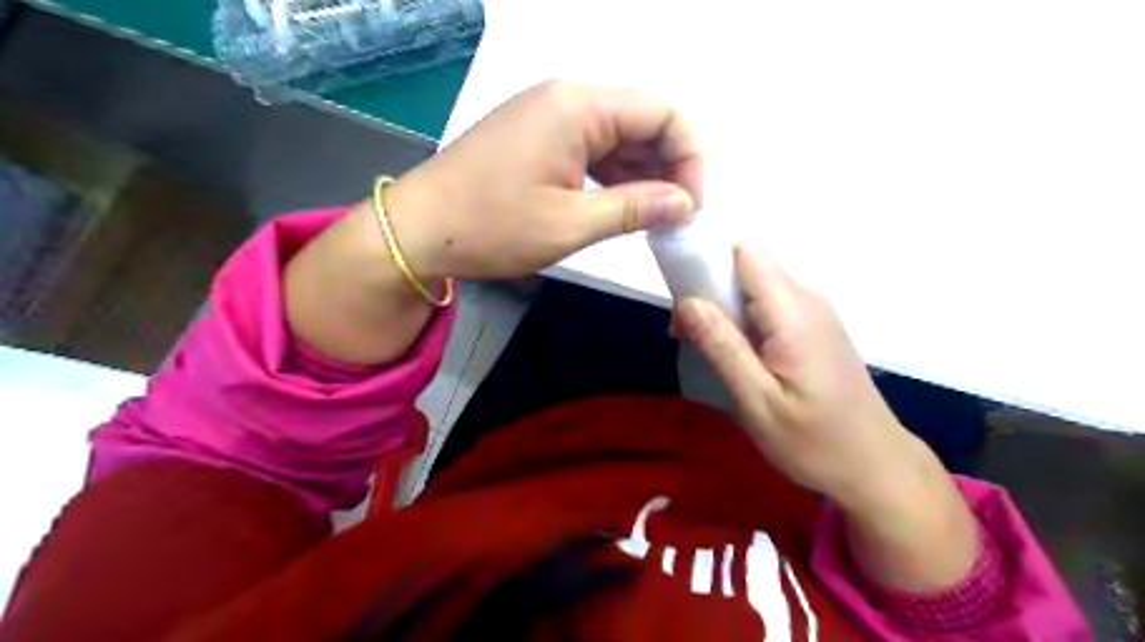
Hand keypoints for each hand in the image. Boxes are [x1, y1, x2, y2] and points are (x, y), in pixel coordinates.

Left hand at [388, 78, 703, 276]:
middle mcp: (568, 99)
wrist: (418, 230)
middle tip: (676, 216)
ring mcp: (550, 116)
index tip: (690, 206)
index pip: (663, 112)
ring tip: (655, 217)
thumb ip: (635, 208)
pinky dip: (615, 174)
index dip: (690, 157)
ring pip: (619, 135)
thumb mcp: (570, 224)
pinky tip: (624, 204)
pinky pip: (593, 148)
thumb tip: (685, 203)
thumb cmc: (492, 227)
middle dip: (670, 165)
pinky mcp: (539, 137)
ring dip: (643, 172)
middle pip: (644, 119)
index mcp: (578, 107)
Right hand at [674, 243, 978, 590]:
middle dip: (707, 287)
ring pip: (755, 285)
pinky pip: (769, 304)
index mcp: (793, 312)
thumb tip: (687, 301)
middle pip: (747, 264)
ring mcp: (814, 312)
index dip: (706, 258)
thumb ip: (723, 347)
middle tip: (684, 332)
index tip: (678, 293)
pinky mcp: (813, 327)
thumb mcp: (758, 402)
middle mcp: (806, 299)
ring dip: (722, 306)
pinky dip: (742, 319)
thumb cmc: (815, 442)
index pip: (745, 250)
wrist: (876, 467)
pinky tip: (735, 355)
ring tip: (705, 348)